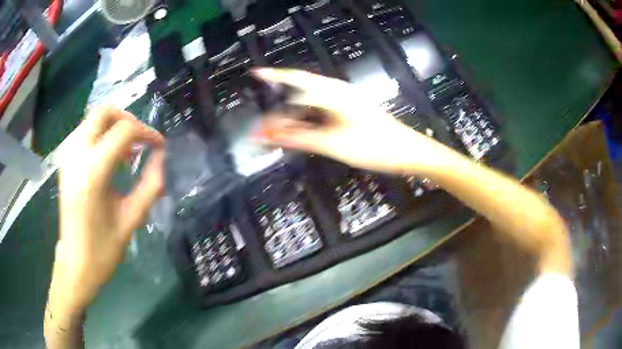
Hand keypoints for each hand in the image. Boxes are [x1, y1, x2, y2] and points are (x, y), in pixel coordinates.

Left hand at [50, 107, 164, 312]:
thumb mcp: (131, 221)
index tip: (159, 146)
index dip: (147, 132)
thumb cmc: (102, 250)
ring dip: (113, 127)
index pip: (123, 131)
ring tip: (125, 152)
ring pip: (92, 119)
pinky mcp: (65, 163)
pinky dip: (101, 135)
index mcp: (92, 174)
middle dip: (127, 119)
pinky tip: (108, 158)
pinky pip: (85, 132)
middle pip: (103, 112)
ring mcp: (67, 158)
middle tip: (140, 140)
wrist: (75, 265)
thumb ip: (151, 186)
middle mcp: (76, 157)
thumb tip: (162, 158)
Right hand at [254, 68, 443, 173]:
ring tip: (274, 114)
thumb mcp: (334, 144)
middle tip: (261, 101)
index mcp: (333, 93)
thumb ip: (299, 138)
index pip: (297, 79)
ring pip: (312, 96)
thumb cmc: (375, 146)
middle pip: (303, 85)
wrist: (408, 151)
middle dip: (280, 92)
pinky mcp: (351, 109)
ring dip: (293, 104)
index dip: (274, 75)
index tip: (255, 73)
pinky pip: (321, 105)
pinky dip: (306, 112)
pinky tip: (300, 121)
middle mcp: (338, 90)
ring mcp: (346, 99)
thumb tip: (268, 135)